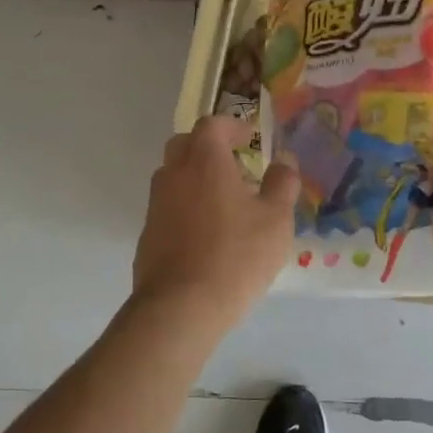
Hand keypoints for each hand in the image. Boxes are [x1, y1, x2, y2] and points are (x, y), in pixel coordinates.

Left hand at [131, 115, 298, 325]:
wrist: (181, 307)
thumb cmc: (236, 255)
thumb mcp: (275, 219)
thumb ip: (282, 183)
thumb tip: (284, 160)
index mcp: (204, 160)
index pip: (213, 125)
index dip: (233, 126)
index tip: (251, 138)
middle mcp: (173, 174)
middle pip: (185, 144)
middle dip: (209, 147)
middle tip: (236, 164)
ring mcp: (156, 204)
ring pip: (174, 175)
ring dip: (197, 177)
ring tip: (226, 201)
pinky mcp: (148, 234)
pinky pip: (169, 206)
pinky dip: (187, 206)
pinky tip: (208, 233)